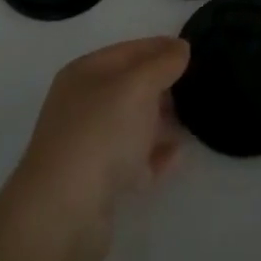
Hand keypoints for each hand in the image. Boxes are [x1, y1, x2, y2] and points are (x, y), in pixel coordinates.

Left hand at [1, 37, 189, 260]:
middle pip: (130, 87)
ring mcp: (89, 145)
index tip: (192, 50)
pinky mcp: (98, 182)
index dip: (160, 47)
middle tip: (197, 86)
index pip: (128, 51)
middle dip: (162, 85)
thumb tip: (180, 47)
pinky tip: (178, 155)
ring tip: (194, 119)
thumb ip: (162, 63)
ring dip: (161, 121)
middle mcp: (83, 105)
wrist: (63, 213)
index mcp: (85, 74)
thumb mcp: (137, 86)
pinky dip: (155, 155)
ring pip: (132, 124)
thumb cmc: (100, 133)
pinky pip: (134, 160)